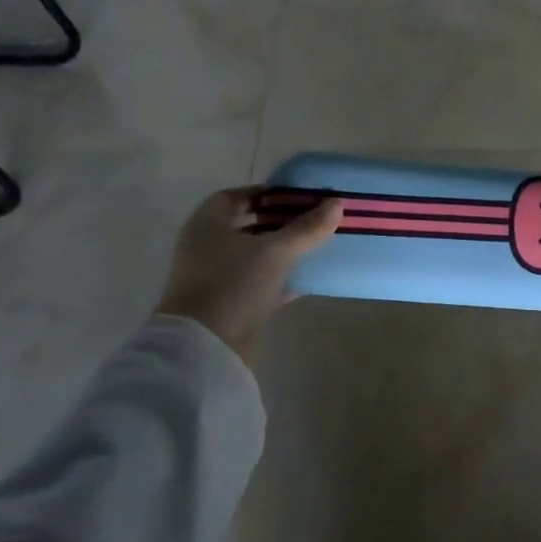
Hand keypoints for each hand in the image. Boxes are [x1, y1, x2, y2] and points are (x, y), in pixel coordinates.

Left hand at [156, 187, 341, 360]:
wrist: (203, 347)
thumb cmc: (233, 284)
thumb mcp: (276, 251)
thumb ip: (307, 228)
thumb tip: (337, 204)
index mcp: (208, 223)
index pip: (238, 196)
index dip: (268, 194)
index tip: (300, 198)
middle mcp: (206, 245)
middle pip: (248, 225)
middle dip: (280, 222)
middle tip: (314, 220)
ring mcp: (214, 277)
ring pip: (254, 255)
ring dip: (281, 251)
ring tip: (315, 246)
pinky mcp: (226, 304)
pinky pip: (257, 282)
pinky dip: (279, 278)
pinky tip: (307, 279)